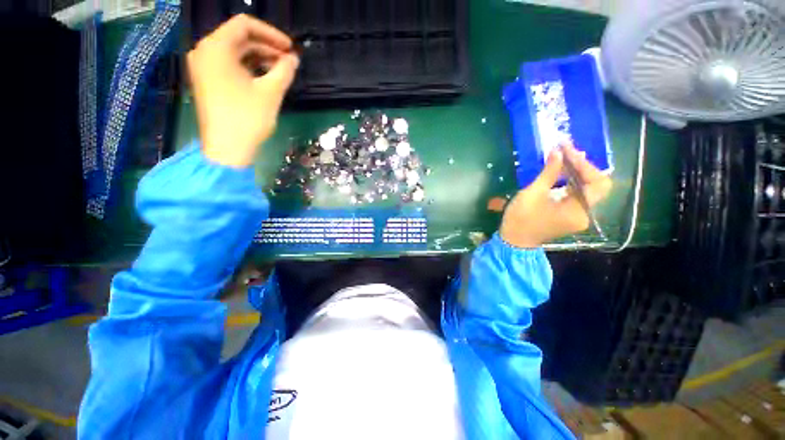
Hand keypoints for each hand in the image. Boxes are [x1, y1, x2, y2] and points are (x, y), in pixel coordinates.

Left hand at [187, 14, 299, 166]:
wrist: (227, 148)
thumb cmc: (248, 118)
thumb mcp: (270, 92)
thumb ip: (284, 71)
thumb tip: (294, 59)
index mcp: (216, 48)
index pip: (244, 25)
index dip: (271, 33)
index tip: (290, 48)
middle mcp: (205, 52)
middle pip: (239, 38)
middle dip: (266, 47)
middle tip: (288, 61)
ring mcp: (204, 68)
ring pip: (235, 53)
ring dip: (259, 58)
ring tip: (281, 71)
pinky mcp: (208, 82)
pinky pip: (229, 66)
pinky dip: (249, 68)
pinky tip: (265, 78)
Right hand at [500, 143, 612, 247]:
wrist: (514, 240)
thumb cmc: (521, 218)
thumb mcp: (532, 194)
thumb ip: (549, 173)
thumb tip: (558, 152)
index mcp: (579, 210)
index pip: (597, 182)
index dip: (584, 164)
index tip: (567, 150)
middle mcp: (585, 214)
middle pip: (595, 185)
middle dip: (582, 166)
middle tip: (567, 152)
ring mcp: (578, 215)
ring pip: (586, 188)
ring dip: (576, 172)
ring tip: (563, 158)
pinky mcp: (569, 215)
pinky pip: (576, 195)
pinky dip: (569, 182)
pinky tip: (559, 173)